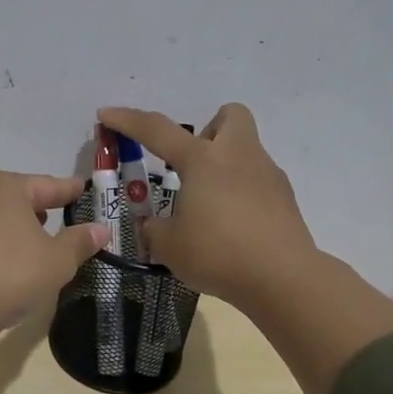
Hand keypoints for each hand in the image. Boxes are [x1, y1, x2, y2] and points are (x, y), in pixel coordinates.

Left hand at [0, 170, 110, 334]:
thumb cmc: (10, 273)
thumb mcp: (57, 260)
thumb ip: (79, 242)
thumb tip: (100, 229)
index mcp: (6, 186)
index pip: (48, 185)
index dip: (69, 191)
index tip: (82, 189)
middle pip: (17, 197)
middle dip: (39, 208)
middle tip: (60, 218)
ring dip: (15, 226)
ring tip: (34, 241)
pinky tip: (6, 260)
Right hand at [97, 104, 316, 312]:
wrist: (283, 278)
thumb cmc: (218, 253)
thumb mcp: (169, 245)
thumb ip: (155, 228)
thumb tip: (155, 225)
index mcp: (203, 160)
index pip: (158, 130)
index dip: (128, 120)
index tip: (106, 114)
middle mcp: (238, 156)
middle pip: (230, 116)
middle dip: (208, 131)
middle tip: (191, 165)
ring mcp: (268, 175)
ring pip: (245, 151)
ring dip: (224, 167)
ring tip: (208, 207)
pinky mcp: (285, 200)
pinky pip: (257, 183)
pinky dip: (241, 195)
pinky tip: (232, 227)